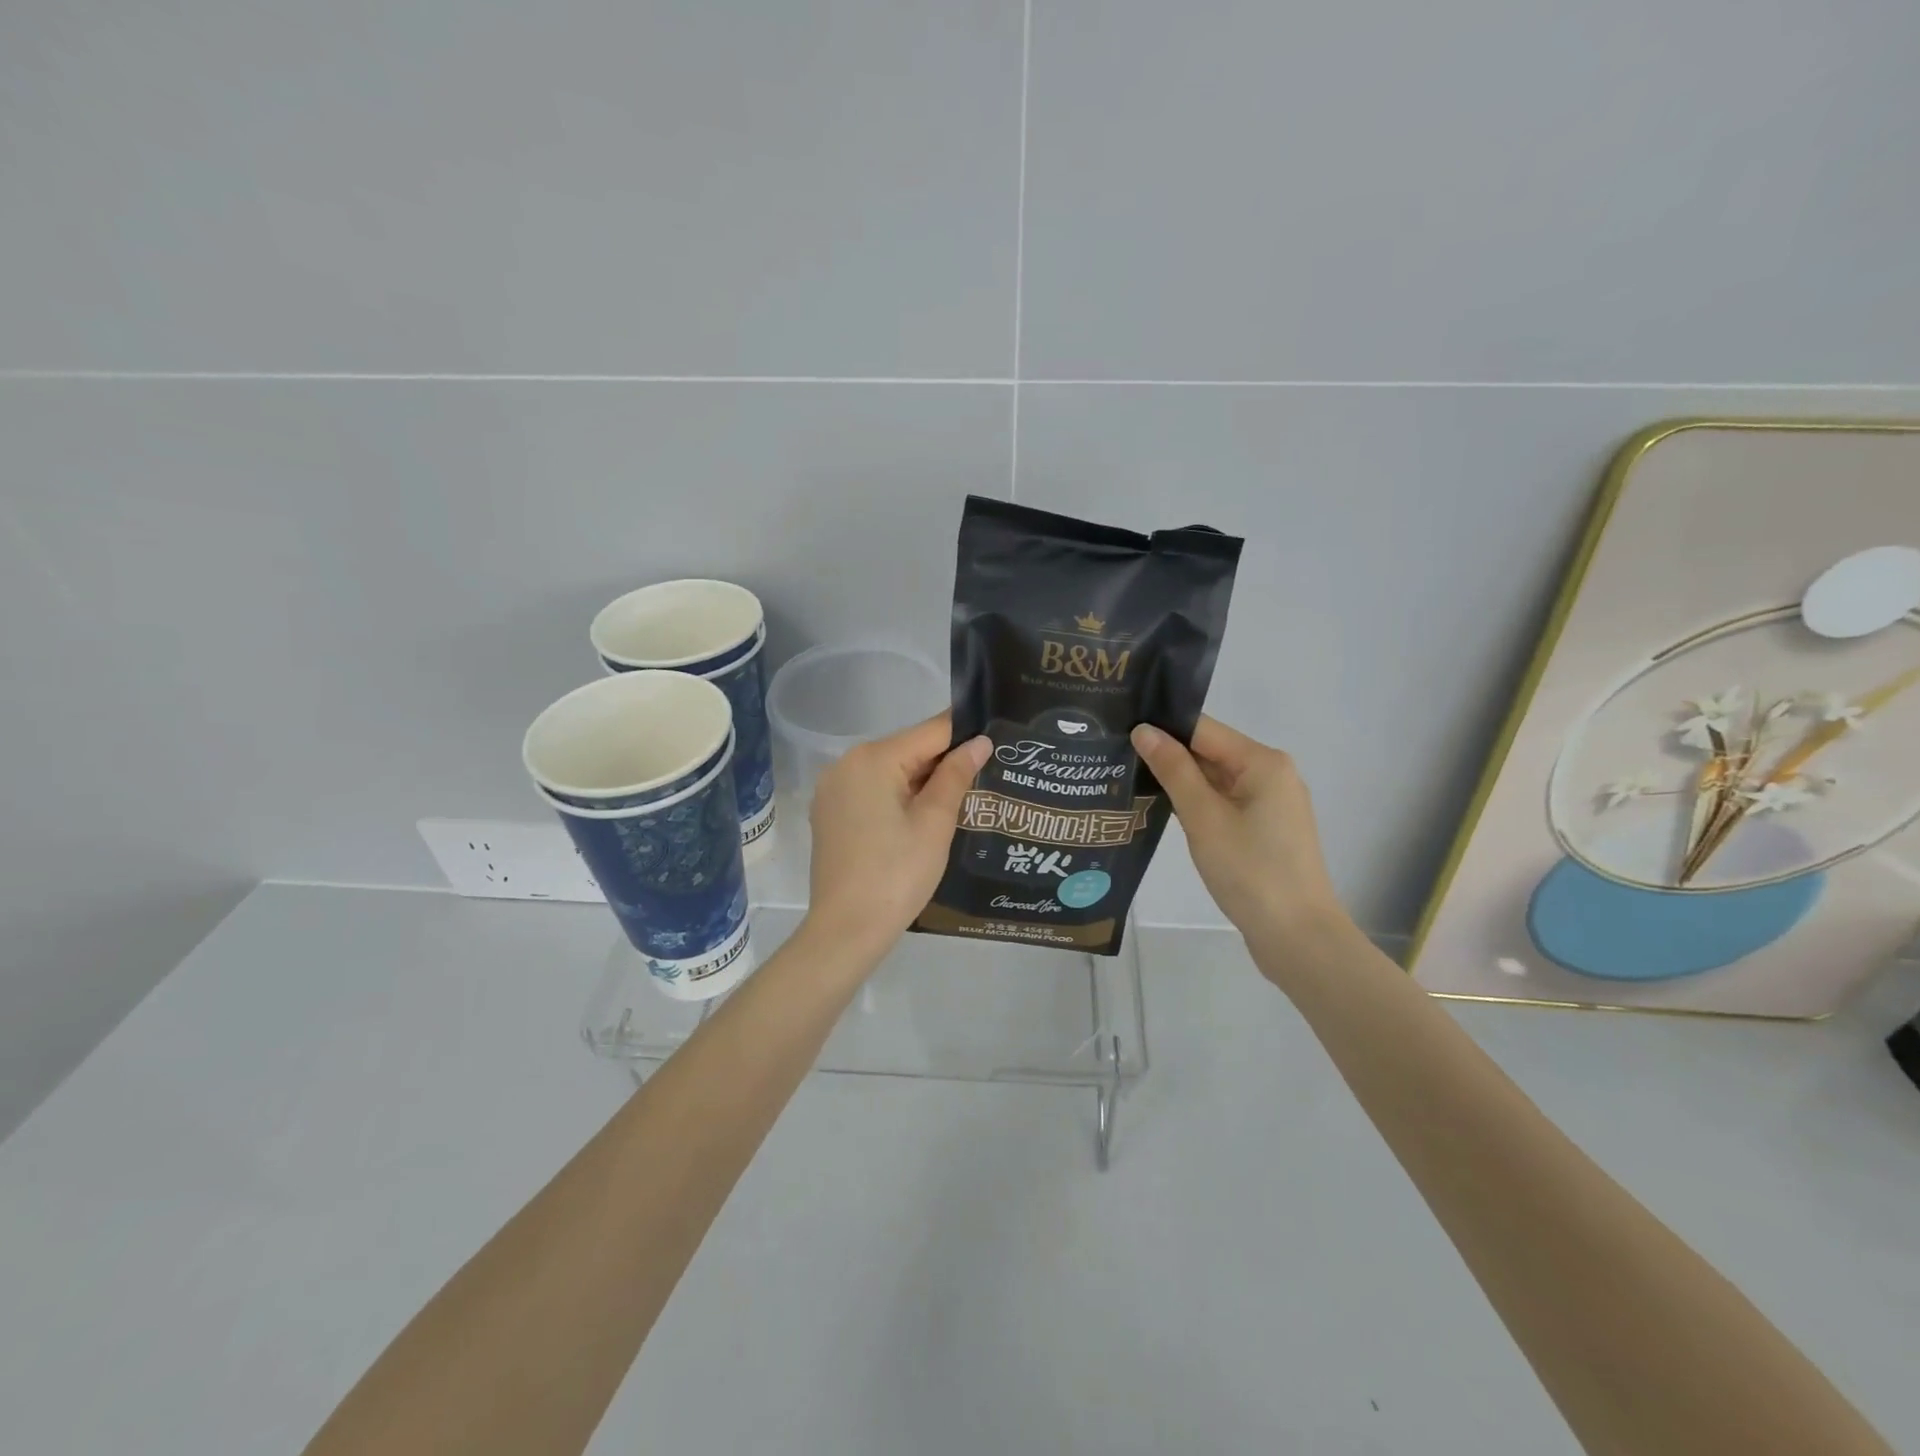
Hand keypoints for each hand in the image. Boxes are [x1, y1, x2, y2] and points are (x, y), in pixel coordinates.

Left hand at [804, 714, 990, 963]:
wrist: (846, 930)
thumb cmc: (897, 875)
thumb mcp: (935, 823)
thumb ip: (956, 775)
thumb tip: (979, 742)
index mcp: (873, 758)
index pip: (929, 731)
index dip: (965, 734)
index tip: (997, 739)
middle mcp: (845, 763)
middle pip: (907, 749)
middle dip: (944, 761)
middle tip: (986, 774)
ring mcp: (832, 789)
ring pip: (890, 771)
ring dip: (923, 780)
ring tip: (962, 797)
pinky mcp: (829, 813)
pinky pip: (872, 791)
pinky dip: (898, 796)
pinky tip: (923, 818)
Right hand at [1131, 716, 1352, 963]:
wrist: (1297, 937)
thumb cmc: (1250, 871)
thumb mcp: (1204, 817)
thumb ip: (1173, 770)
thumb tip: (1144, 730)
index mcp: (1262, 762)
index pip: (1202, 729)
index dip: (1162, 728)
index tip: (1119, 729)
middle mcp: (1270, 774)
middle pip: (1209, 751)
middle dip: (1167, 755)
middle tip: (1115, 754)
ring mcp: (1269, 803)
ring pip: (1214, 779)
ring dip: (1178, 781)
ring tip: (1127, 777)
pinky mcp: (1263, 829)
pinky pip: (1222, 802)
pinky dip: (1195, 804)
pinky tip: (1160, 809)